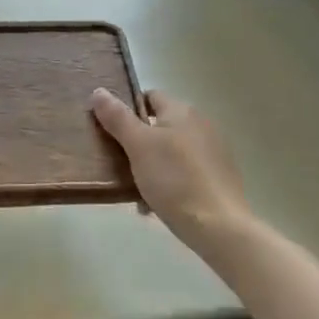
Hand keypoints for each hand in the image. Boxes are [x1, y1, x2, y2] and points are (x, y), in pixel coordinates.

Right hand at [91, 88, 246, 248]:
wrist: (220, 228)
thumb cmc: (174, 179)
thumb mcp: (138, 145)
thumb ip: (117, 117)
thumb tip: (99, 91)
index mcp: (182, 110)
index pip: (149, 96)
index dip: (127, 108)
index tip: (110, 129)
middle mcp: (201, 124)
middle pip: (159, 125)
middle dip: (137, 142)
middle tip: (118, 162)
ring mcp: (213, 151)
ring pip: (171, 151)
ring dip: (152, 164)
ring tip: (135, 187)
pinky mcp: (219, 177)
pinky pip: (185, 171)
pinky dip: (170, 181)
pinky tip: (157, 203)